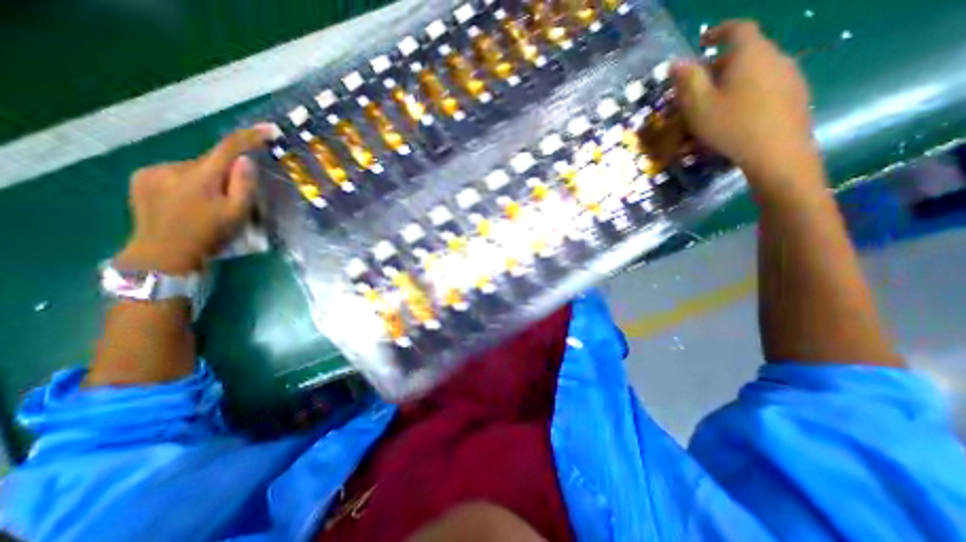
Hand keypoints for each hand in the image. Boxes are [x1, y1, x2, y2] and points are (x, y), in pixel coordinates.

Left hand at [114, 128, 270, 274]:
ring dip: (206, 180)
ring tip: (208, 204)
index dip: (250, 137)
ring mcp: (152, 172)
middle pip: (210, 161)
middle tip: (231, 198)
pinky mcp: (141, 179)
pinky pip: (175, 173)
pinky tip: (188, 201)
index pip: (229, 148)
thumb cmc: (209, 235)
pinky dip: (188, 182)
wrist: (163, 254)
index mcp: (201, 177)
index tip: (268, 129)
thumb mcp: (237, 214)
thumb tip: (246, 160)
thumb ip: (243, 185)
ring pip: (193, 168)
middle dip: (225, 174)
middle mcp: (173, 167)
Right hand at [675, 22, 820, 198]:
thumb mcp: (699, 106)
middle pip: (744, 52)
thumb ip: (687, 81)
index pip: (737, 28)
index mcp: (750, 54)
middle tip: (698, 87)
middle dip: (718, 66)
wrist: (777, 151)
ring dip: (731, 82)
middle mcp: (774, 56)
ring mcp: (788, 75)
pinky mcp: (794, 94)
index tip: (702, 41)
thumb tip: (678, 62)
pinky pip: (764, 86)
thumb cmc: (731, 126)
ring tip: (713, 105)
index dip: (718, 31)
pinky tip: (734, 116)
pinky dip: (746, 93)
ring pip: (754, 71)